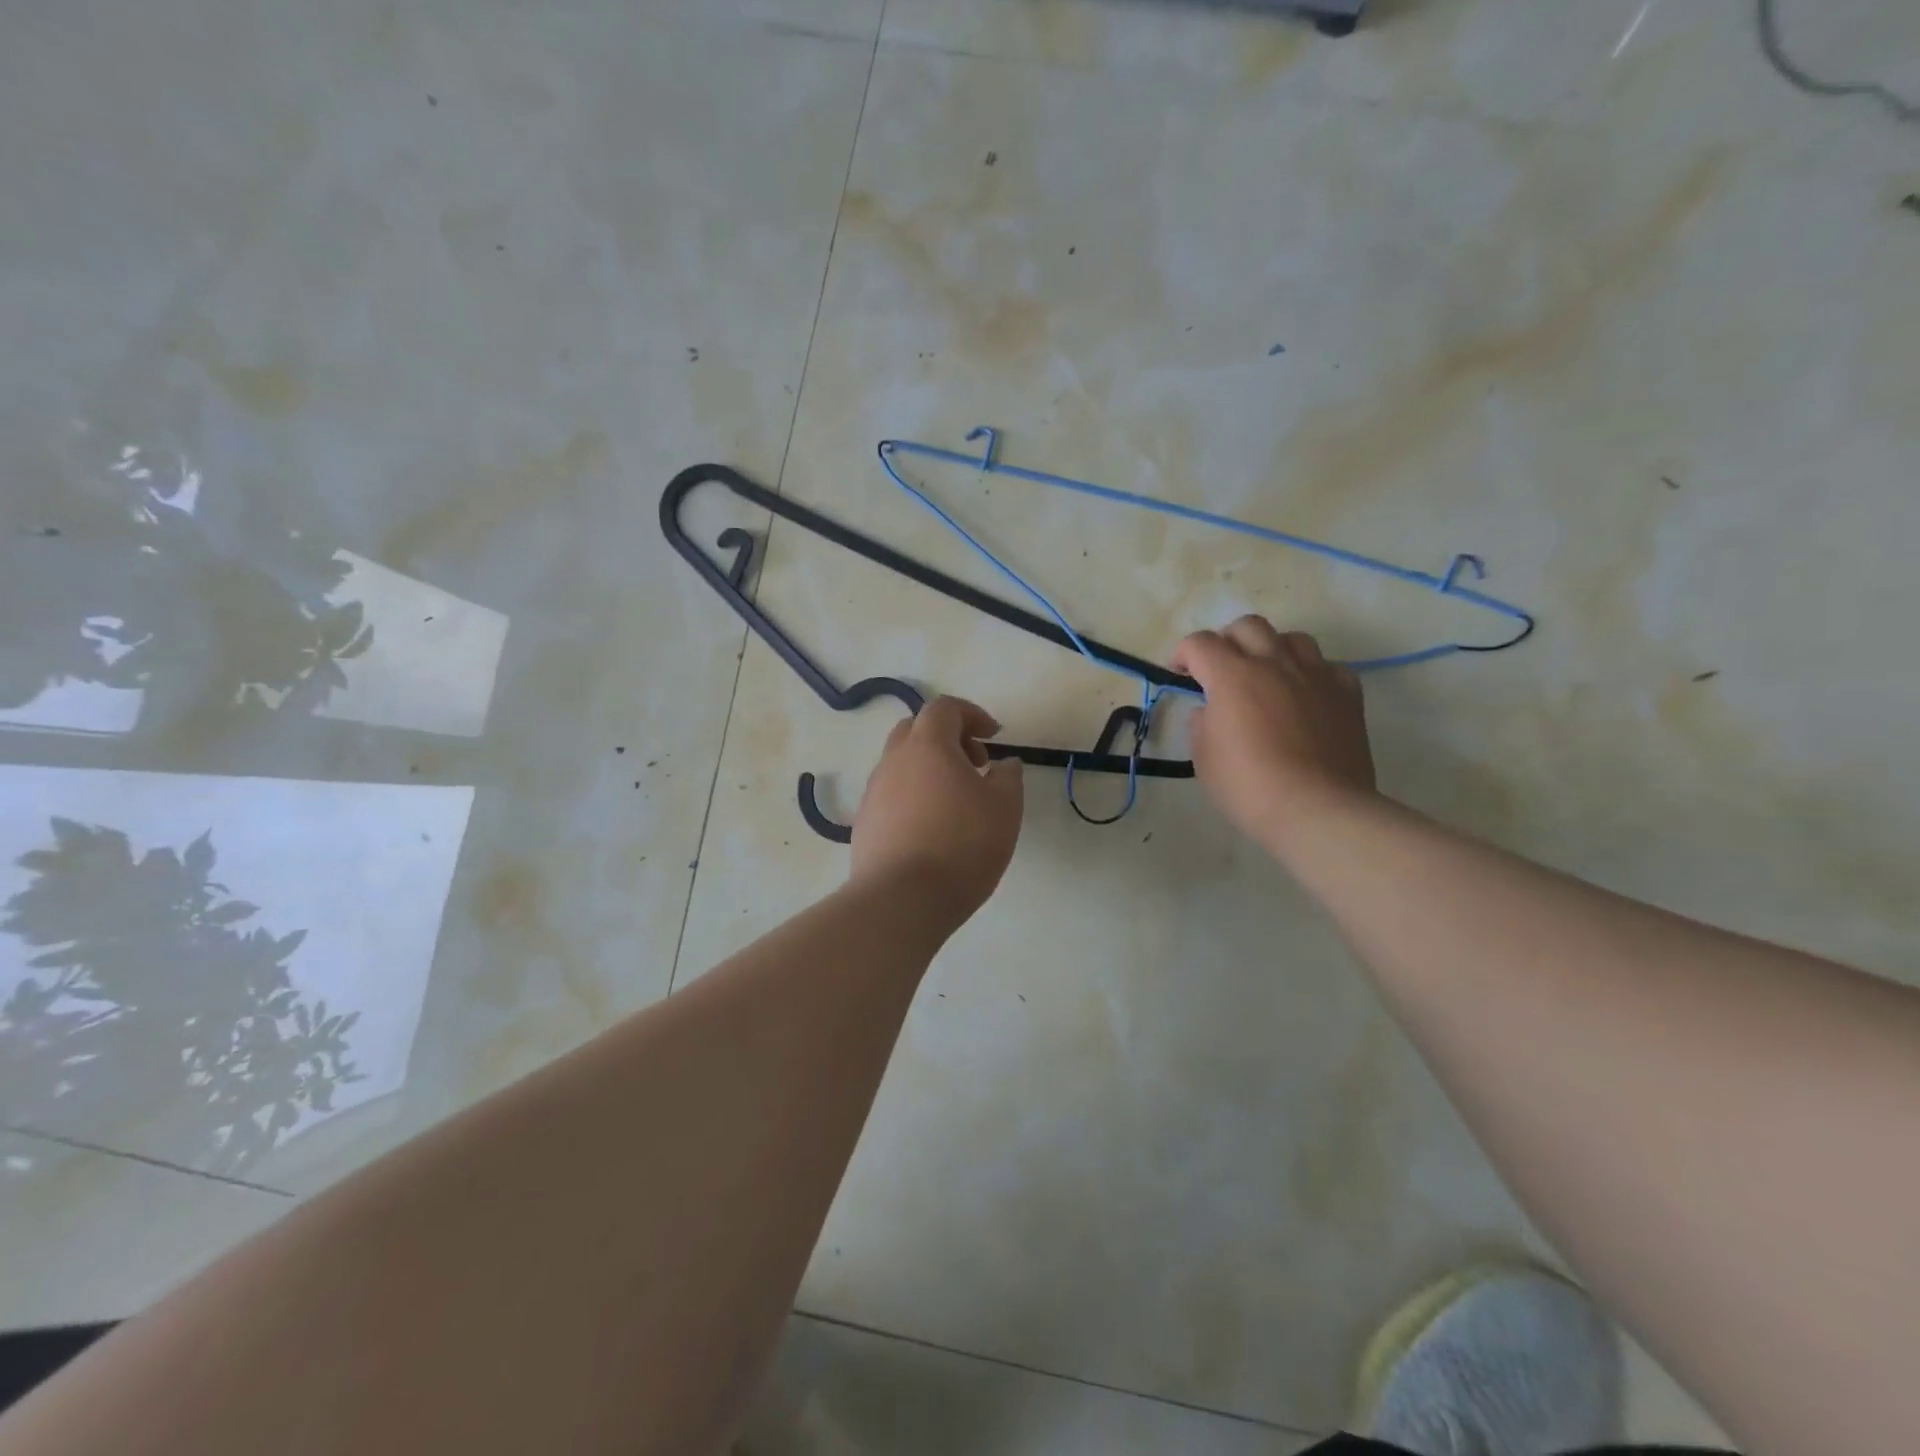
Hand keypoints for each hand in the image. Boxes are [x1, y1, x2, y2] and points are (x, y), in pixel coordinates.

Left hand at [851, 696, 1023, 928]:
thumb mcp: (1005, 809)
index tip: (993, 737)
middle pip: (916, 730)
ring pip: (901, 764)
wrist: (902, 900)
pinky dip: (913, 796)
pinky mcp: (864, 823)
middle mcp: (893, 761)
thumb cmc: (961, 846)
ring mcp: (873, 792)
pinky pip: (891, 795)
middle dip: (948, 738)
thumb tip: (1004, 764)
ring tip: (956, 802)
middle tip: (975, 765)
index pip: (944, 708)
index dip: (971, 714)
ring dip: (929, 769)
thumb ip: (1008, 778)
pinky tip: (932, 829)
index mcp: (927, 746)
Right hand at [1170, 616, 1376, 848]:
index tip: (1179, 672)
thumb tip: (1210, 710)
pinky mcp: (1346, 692)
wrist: (1317, 808)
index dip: (1183, 653)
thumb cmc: (1248, 786)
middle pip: (1247, 626)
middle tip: (1221, 669)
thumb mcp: (1204, 758)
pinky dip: (1311, 674)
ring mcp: (1315, 674)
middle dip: (1227, 641)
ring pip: (1292, 638)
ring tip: (1266, 675)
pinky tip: (1306, 696)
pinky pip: (1328, 666)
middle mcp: (1274, 663)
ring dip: (1272, 649)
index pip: (1200, 643)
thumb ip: (1202, 724)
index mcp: (1232, 676)